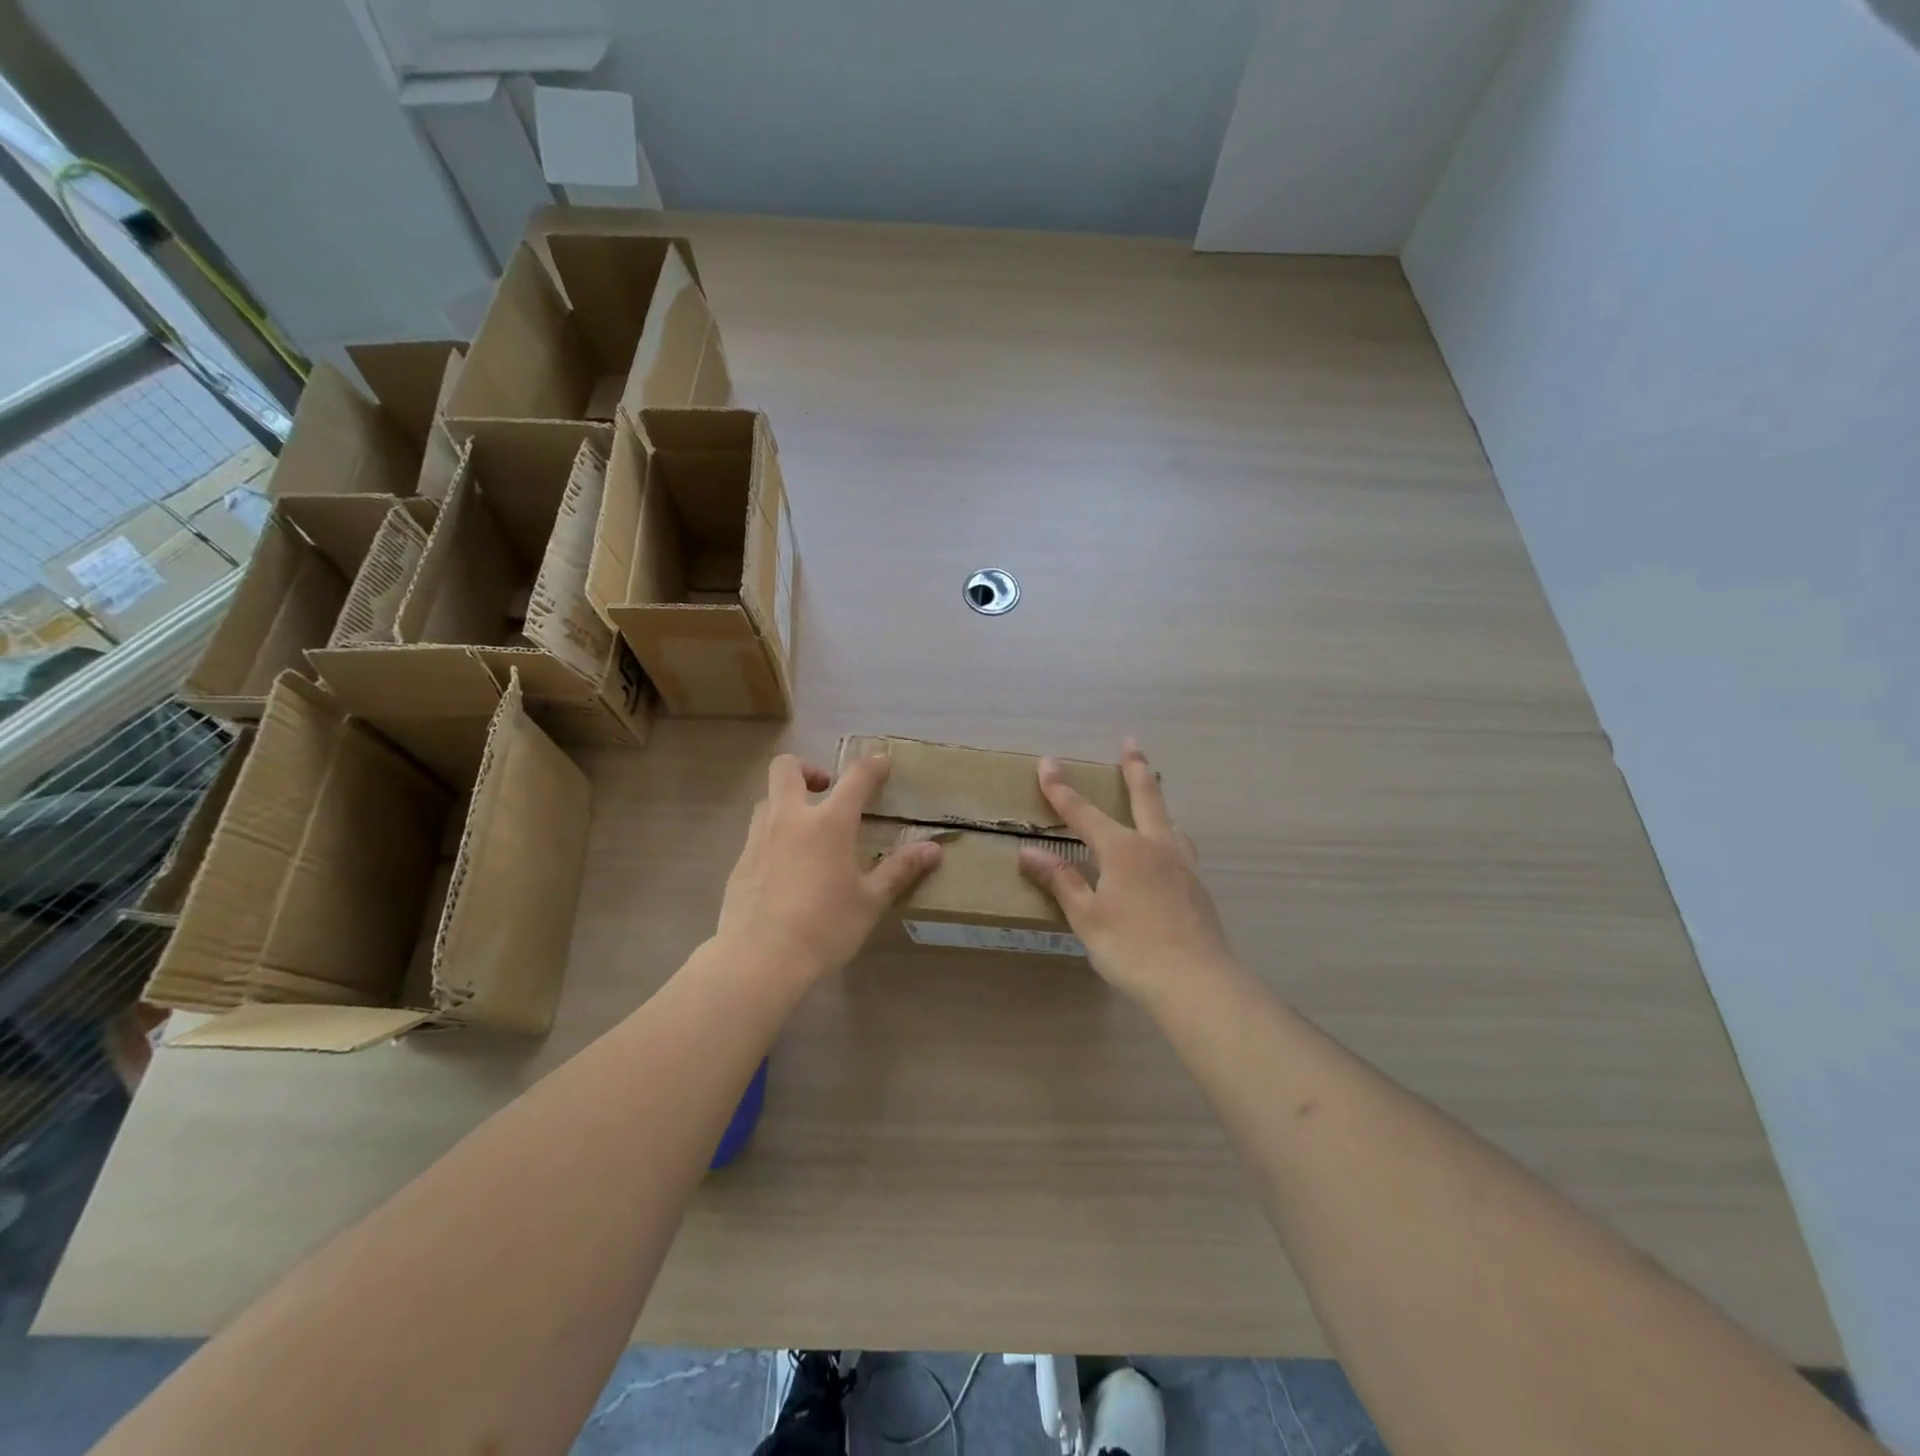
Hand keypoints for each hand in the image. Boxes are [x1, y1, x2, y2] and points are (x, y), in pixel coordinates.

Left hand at [714, 752, 942, 982]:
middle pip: (787, 768)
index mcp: (828, 823)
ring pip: (768, 799)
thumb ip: (900, 870)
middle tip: (827, 790)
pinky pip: (757, 834)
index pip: (855, 778)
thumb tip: (933, 850)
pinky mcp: (740, 862)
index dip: (872, 766)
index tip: (882, 763)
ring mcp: (759, 838)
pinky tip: (786, 869)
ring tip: (807, 832)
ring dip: (788, 802)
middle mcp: (790, 818)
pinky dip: (774, 836)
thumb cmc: (824, 927)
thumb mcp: (870, 901)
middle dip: (808, 768)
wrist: (759, 959)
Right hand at [1018, 739, 1237, 1007]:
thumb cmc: (1132, 948)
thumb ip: (1061, 881)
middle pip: (1145, 797)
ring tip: (1154, 789)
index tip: (1047, 762)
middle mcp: (1155, 846)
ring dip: (1158, 799)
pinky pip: (1181, 846)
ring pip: (1169, 820)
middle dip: (1134, 768)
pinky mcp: (1198, 886)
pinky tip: (1171, 849)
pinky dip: (1170, 834)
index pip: (1083, 812)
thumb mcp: (1087, 917)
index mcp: (1123, 850)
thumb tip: (1029, 852)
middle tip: (1131, 743)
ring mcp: (1182, 864)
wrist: (1197, 982)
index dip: (1061, 788)